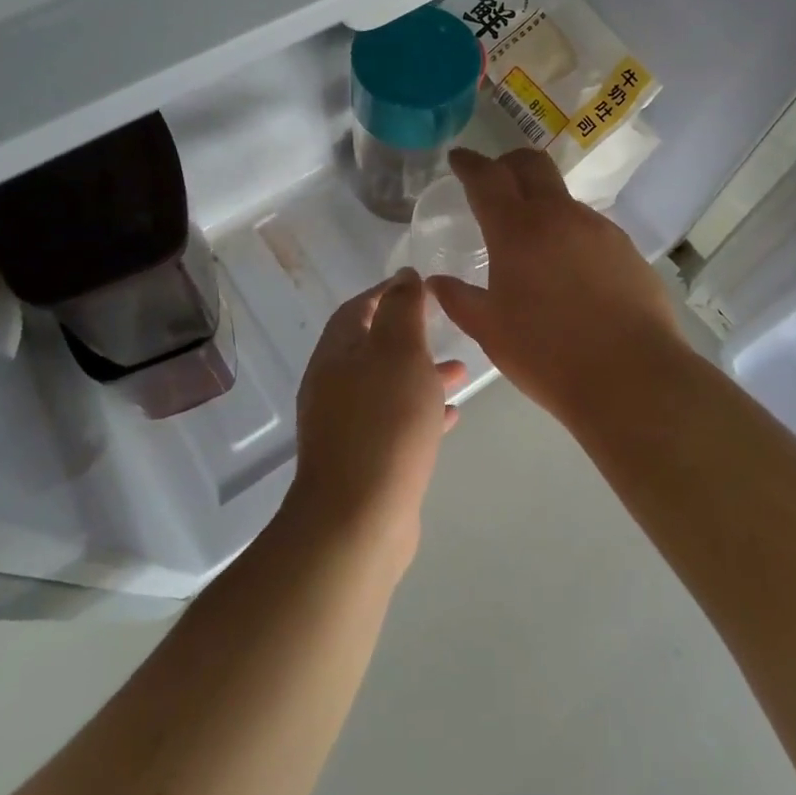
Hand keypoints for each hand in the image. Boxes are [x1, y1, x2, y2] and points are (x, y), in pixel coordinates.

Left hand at [285, 270, 463, 560]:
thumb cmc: (384, 422)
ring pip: (388, 386)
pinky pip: (395, 423)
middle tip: (445, 326)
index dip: (388, 292)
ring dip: (421, 374)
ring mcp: (346, 426)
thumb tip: (403, 275)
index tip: (422, 285)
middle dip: (410, 335)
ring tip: (461, 371)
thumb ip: (402, 308)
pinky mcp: (363, 460)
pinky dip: (421, 412)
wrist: (359, 519)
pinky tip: (451, 416)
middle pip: (373, 347)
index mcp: (336, 354)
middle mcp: (333, 386)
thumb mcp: (399, 351)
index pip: (358, 308)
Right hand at [428, 148, 683, 418]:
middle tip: (494, 180)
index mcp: (517, 230)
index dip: (469, 163)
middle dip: (508, 163)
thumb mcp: (490, 331)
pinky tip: (569, 272)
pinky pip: (589, 228)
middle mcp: (559, 216)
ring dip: (542, 204)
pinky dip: (569, 234)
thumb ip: (459, 300)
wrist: (632, 377)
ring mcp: (599, 229)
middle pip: (532, 164)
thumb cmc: (548, 354)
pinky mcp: (626, 249)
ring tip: (532, 243)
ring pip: (563, 198)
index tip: (458, 158)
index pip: (487, 177)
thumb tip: (436, 281)